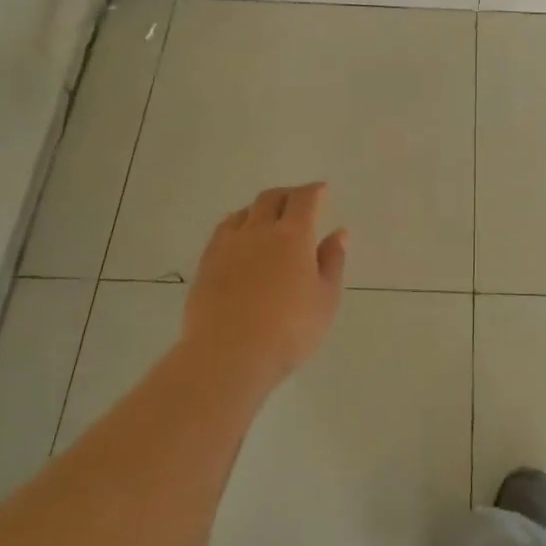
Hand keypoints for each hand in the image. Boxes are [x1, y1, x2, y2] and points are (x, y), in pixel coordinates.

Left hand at [181, 183, 347, 390]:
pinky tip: (240, 241)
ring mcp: (228, 245)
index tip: (321, 190)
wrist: (228, 355)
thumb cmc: (289, 329)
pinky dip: (237, 226)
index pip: (304, 199)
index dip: (314, 191)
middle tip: (297, 201)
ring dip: (259, 209)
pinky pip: (223, 231)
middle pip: (271, 198)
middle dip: (287, 195)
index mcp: (293, 235)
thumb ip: (332, 261)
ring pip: (243, 212)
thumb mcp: (326, 298)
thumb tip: (339, 233)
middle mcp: (259, 230)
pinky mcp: (206, 263)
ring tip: (267, 219)